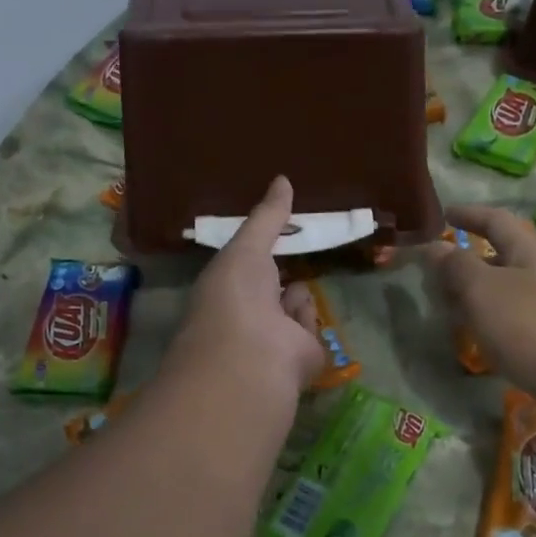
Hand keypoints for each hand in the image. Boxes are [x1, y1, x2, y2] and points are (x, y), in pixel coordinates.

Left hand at [164, 176, 324, 400]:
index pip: (242, 267)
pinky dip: (306, 320)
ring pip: (293, 308)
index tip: (275, 232)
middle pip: (270, 289)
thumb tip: (283, 179)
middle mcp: (246, 315)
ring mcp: (274, 339)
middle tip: (300, 249)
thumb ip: (267, 217)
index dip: (257, 251)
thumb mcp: (247, 247)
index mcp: (225, 289)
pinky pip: (310, 329)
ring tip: (289, 292)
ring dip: (295, 297)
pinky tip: (295, 320)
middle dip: (281, 273)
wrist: (252, 357)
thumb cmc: (236, 296)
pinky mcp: (302, 358)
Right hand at [424, 204, 535, 421]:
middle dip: (465, 264)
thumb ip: (455, 266)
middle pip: (499, 258)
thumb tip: (434, 247)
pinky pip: (511, 324)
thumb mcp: (484, 289)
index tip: (443, 215)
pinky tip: (475, 341)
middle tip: (432, 276)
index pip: (495, 220)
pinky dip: (488, 326)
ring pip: (503, 294)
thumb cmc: (532, 326)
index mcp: (528, 251)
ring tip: (445, 311)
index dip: (468, 214)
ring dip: (474, 298)